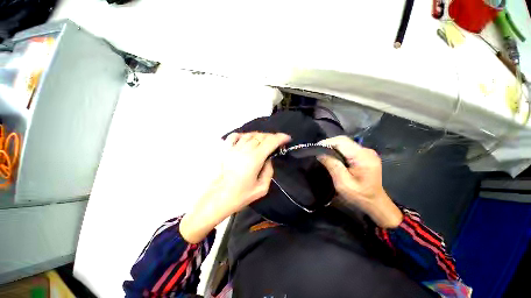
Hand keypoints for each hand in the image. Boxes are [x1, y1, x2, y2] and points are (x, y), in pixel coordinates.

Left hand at [180, 132, 290, 242]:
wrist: (218, 198)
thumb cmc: (241, 196)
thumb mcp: (262, 188)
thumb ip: (269, 170)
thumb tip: (268, 159)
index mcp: (255, 159)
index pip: (270, 142)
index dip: (280, 138)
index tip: (287, 138)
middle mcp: (245, 150)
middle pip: (261, 136)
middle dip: (272, 137)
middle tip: (277, 142)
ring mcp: (233, 148)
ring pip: (250, 135)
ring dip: (260, 136)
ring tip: (264, 141)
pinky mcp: (225, 150)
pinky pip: (234, 136)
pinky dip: (243, 135)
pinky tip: (247, 139)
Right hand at [318, 136, 402, 227]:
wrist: (374, 203)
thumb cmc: (359, 195)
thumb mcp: (343, 182)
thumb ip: (332, 165)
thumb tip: (320, 153)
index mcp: (363, 157)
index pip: (342, 142)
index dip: (328, 143)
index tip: (316, 148)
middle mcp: (366, 151)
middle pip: (344, 141)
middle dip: (329, 144)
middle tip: (318, 151)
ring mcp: (367, 152)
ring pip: (345, 144)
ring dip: (333, 147)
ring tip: (323, 153)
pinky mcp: (365, 155)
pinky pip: (348, 148)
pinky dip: (338, 150)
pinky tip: (333, 156)